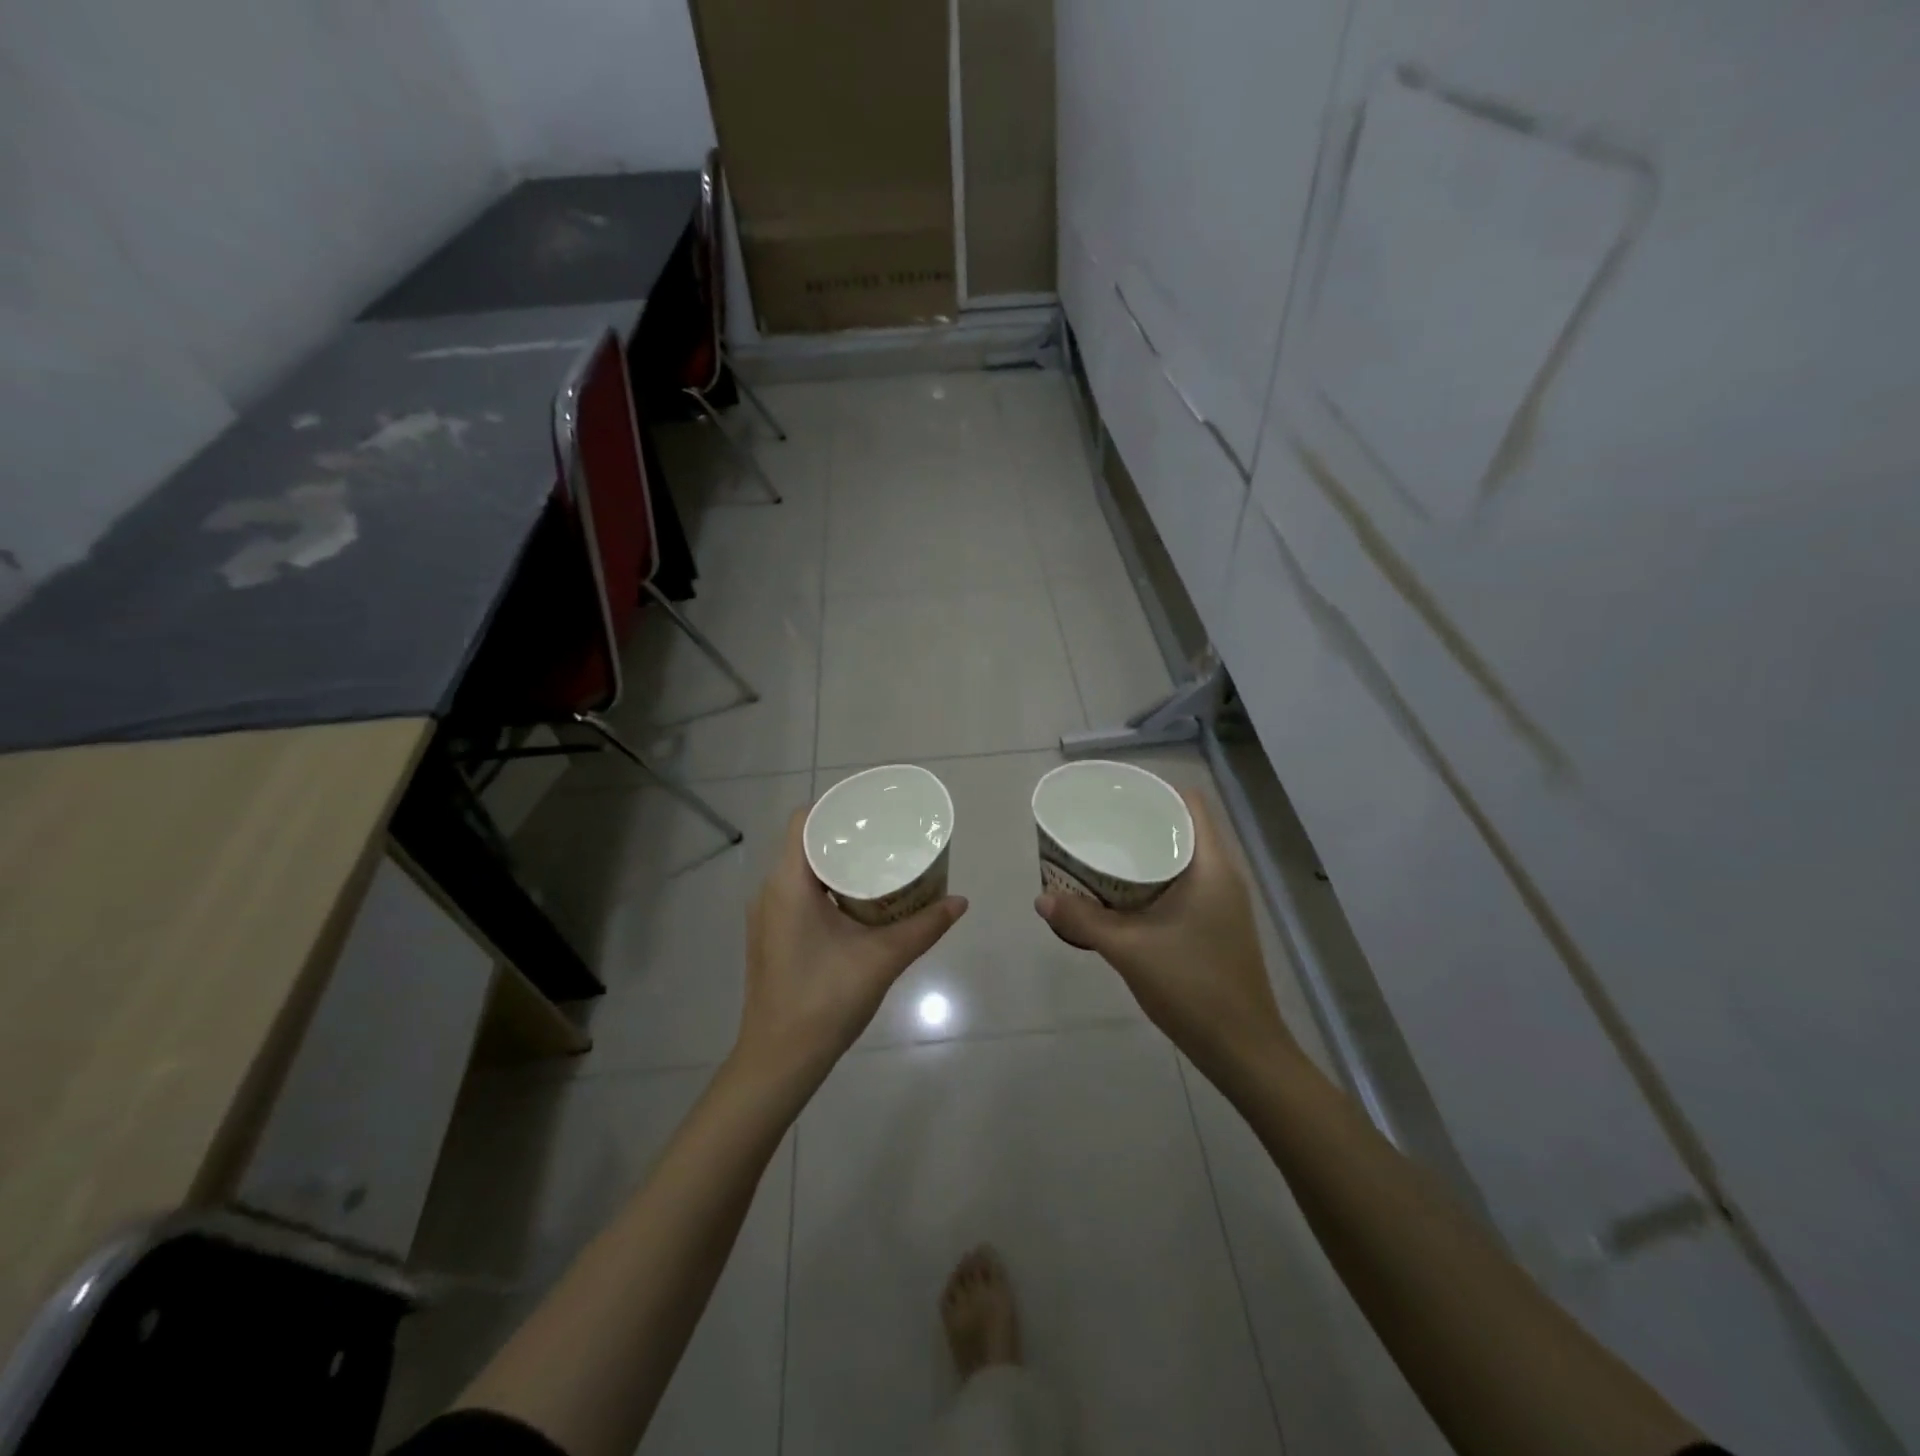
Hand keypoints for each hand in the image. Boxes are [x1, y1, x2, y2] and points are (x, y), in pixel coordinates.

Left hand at [736, 809, 967, 1092]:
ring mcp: (767, 916)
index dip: (836, 808)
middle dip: (845, 835)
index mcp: (789, 884)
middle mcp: (770, 892)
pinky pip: (798, 893)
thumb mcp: (882, 959)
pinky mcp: (772, 937)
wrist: (779, 1060)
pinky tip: (857, 900)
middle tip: (886, 836)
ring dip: (836, 862)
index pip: (804, 821)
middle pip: (805, 843)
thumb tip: (960, 901)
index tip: (872, 811)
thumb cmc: (825, 1000)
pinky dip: (826, 886)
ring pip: (801, 870)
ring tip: (878, 862)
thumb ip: (924, 927)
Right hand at [1035, 791, 1296, 1086]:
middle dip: (1142, 820)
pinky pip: (1185, 882)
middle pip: (1184, 826)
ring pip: (1184, 856)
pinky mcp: (1218, 924)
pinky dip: (1156, 877)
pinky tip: (1124, 893)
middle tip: (1099, 823)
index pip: (1190, 803)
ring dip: (1148, 851)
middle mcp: (1223, 875)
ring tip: (1105, 851)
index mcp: (1211, 867)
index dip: (1153, 790)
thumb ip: (1083, 920)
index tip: (1114, 796)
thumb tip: (1041, 899)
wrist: (1241, 1049)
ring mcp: (1224, 902)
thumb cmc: (1192, 987)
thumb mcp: (1129, 950)